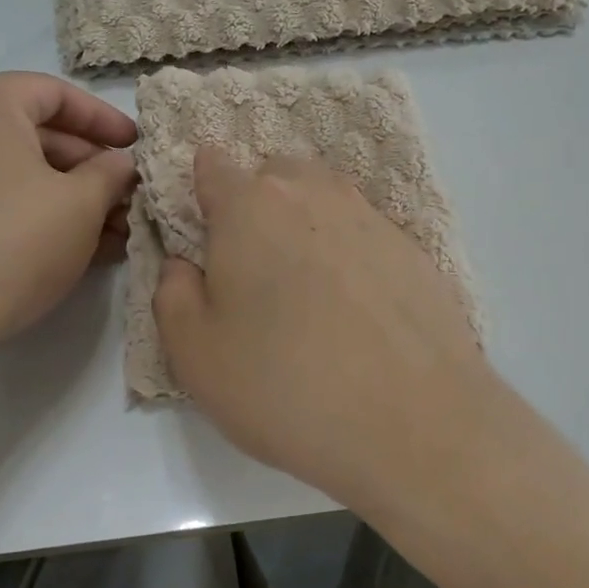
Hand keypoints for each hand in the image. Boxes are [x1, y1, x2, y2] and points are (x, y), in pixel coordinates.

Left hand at [0, 73, 136, 367]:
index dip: (104, 120)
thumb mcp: (80, 205)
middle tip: (125, 198)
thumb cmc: (10, 244)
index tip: (136, 148)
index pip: (55, 93)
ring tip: (108, 232)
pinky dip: (24, 210)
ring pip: (8, 169)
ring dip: (62, 194)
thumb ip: (110, 174)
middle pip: (30, 131)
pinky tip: (65, 247)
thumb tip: (118, 165)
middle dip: (86, 167)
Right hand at [153, 149, 500, 508]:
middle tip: (255, 271)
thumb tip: (185, 263)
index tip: (204, 235)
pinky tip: (355, 308)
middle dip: (255, 206)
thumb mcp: (195, 354)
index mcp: (250, 206)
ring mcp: (370, 217)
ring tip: (306, 288)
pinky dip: (350, 254)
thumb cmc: (285, 385)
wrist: (415, 423)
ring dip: (305, 225)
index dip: (201, 192)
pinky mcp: (412, 249)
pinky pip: (364, 233)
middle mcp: (312, 193)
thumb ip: (173, 294)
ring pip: (322, 199)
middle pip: (273, 175)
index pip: (212, 164)